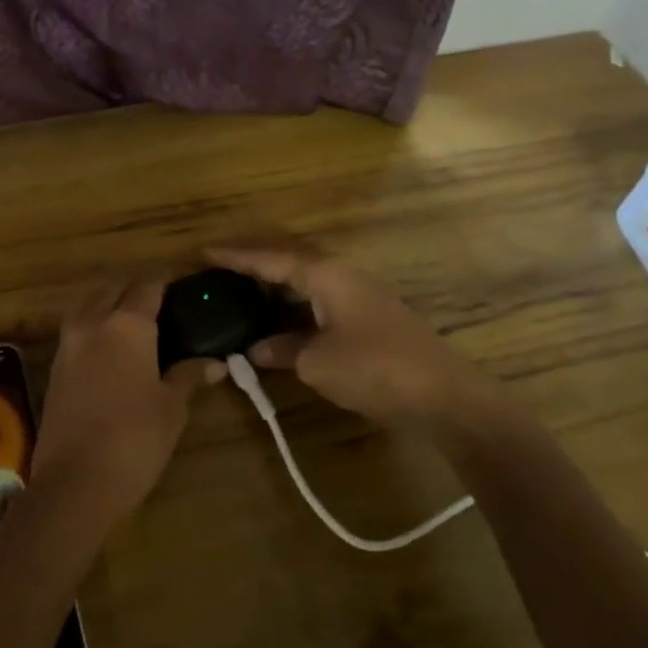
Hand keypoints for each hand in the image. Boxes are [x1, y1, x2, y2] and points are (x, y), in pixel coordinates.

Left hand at [32, 279, 222, 523]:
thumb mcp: (172, 407)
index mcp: (126, 324)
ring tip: (133, 324)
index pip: (147, 287)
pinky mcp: (54, 370)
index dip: (166, 283)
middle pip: (112, 290)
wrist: (75, 482)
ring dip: (107, 305)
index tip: (183, 287)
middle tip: (159, 305)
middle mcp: (93, 324)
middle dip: (134, 290)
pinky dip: (92, 328)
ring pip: (87, 307)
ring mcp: (68, 346)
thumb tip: (215, 363)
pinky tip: (109, 350)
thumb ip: (189, 376)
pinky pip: (75, 332)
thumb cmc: (135, 439)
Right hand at [209, 247, 509, 425]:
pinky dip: (296, 307)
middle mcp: (344, 275)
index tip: (205, 252)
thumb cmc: (374, 368)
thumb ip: (282, 350)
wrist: (443, 395)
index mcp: (327, 275)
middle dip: (256, 266)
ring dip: (277, 288)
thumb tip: (257, 349)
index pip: (271, 259)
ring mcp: (361, 295)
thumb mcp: (317, 363)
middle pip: (291, 262)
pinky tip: (283, 324)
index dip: (236, 257)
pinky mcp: (372, 317)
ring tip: (244, 295)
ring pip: (308, 283)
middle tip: (222, 272)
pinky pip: (321, 301)